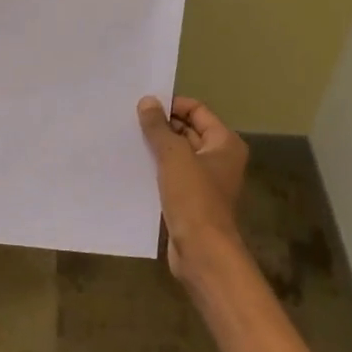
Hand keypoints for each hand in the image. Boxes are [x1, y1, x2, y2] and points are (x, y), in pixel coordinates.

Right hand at [137, 94, 248, 281]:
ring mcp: (205, 181)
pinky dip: (156, 168)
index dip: (172, 105)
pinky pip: (172, 175)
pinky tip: (133, 165)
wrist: (202, 251)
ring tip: (127, 139)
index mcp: (224, 143)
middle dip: (161, 125)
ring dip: (157, 147)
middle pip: (188, 131)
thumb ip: (158, 127)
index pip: (197, 110)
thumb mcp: (174, 156)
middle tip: (129, 120)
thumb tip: (147, 101)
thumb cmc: (194, 197)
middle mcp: (219, 158)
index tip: (143, 105)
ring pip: (178, 154)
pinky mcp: (191, 199)